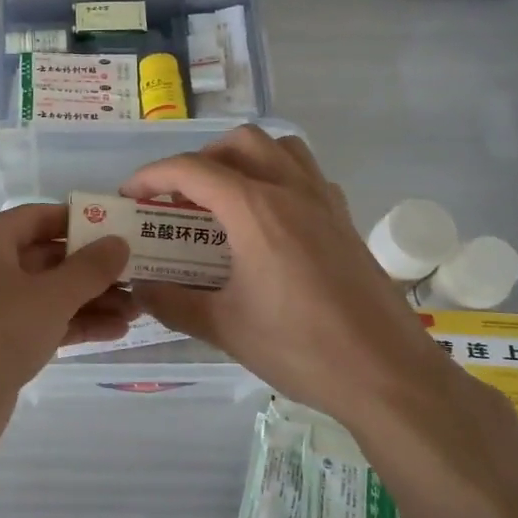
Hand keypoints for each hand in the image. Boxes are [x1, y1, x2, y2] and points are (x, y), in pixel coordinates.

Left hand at [0, 204, 132, 461]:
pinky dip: (75, 323)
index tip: (122, 230)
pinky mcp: (0, 340)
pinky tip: (117, 330)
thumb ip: (90, 268)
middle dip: (94, 268)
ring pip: (49, 293)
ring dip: (91, 299)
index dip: (83, 223)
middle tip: (139, 274)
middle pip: (49, 257)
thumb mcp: (50, 296)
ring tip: (138, 308)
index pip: (42, 217)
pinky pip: (43, 321)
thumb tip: (119, 242)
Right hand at [123, 127, 486, 442]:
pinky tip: (267, 221)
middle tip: (179, 198)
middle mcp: (291, 191)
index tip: (129, 195)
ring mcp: (325, 202)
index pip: (192, 170)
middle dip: (200, 160)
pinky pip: (306, 175)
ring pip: (280, 149)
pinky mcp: (345, 221)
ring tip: (223, 199)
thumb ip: (173, 302)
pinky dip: (277, 178)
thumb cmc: (301, 348)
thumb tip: (140, 288)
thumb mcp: (224, 328)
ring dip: (244, 159)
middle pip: (239, 143)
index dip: (152, 176)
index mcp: (256, 210)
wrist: (387, 373)